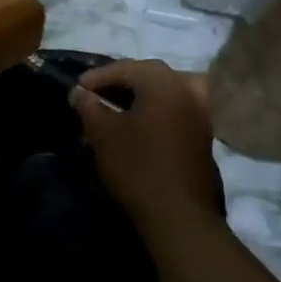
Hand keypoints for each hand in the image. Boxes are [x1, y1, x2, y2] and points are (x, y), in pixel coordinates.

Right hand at [71, 60, 224, 227]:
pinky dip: (156, 107)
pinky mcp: (203, 132)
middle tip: (96, 94)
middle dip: (121, 80)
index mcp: (163, 82)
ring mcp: (200, 111)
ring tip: (118, 105)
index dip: (98, 77)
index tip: (76, 89)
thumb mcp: (103, 135)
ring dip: (141, 93)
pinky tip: (140, 122)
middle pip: (149, 73)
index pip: (126, 68)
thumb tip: (78, 92)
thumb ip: (89, 107)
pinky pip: (176, 106)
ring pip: (166, 89)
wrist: (179, 213)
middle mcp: (186, 88)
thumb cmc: (137, 167)